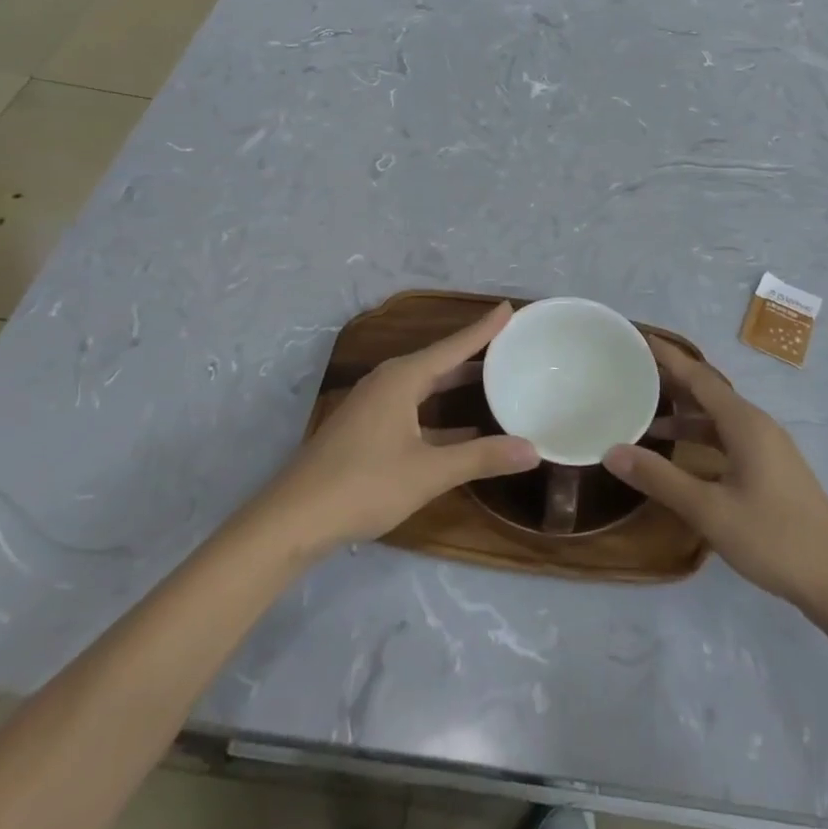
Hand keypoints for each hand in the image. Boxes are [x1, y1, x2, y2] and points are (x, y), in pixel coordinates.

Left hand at [258, 303, 538, 553]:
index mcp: (402, 378)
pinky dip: (439, 412)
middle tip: (509, 345)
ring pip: (425, 386)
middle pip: (439, 361)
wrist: (293, 519)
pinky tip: (462, 430)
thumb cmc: (364, 484)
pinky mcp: (366, 429)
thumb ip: (482, 458)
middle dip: (473, 354)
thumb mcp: (429, 472)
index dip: (484, 328)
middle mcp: (388, 382)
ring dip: (456, 384)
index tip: (509, 308)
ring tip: (492, 380)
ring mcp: (373, 406)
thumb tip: (534, 450)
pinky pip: (413, 407)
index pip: (454, 345)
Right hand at [606, 338, 827, 614]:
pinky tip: (681, 456)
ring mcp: (767, 447)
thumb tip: (612, 450)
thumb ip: (660, 479)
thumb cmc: (774, 537)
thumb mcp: (709, 510)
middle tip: (633, 374)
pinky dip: (700, 437)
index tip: (639, 338)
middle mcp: (756, 425)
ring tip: (645, 417)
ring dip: (684, 414)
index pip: (699, 377)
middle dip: (672, 381)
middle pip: (708, 392)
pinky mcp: (771, 468)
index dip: (669, 357)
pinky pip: (728, 437)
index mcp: (744, 423)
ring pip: (718, 418)